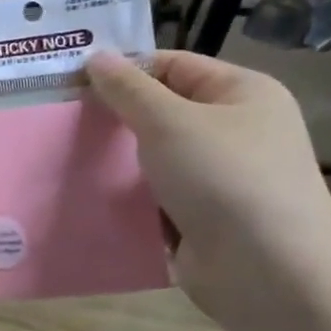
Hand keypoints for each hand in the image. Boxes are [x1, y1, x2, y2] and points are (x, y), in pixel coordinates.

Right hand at [86, 49, 330, 312]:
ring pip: (156, 158)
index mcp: (243, 93)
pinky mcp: (204, 219)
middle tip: (63, 121)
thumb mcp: (168, 122)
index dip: (125, 71)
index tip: (73, 84)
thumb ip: (127, 89)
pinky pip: (157, 197)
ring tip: (67, 159)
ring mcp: (222, 178)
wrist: (267, 273)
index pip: (174, 65)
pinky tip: (90, 198)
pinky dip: (129, 198)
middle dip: (117, 118)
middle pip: (164, 112)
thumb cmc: (223, 178)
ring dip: (118, 161)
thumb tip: (95, 58)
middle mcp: (238, 131)